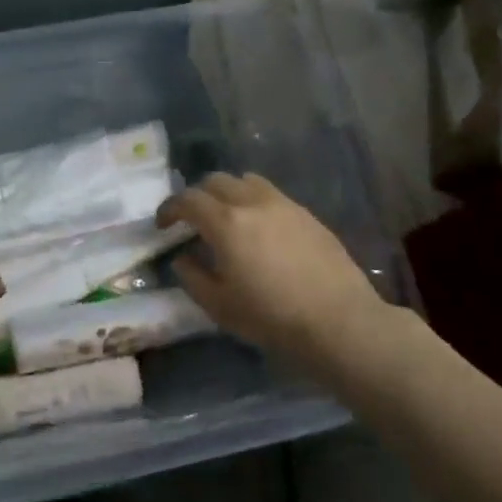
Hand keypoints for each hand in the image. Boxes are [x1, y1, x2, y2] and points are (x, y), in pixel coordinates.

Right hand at [157, 173, 387, 378]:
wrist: (338, 320)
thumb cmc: (272, 318)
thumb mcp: (220, 306)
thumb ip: (193, 277)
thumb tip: (183, 258)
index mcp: (226, 223)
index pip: (188, 200)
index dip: (170, 209)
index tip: (163, 225)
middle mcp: (252, 202)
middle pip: (215, 181)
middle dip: (198, 196)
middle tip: (193, 220)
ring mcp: (283, 204)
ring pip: (245, 180)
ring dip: (228, 192)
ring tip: (228, 217)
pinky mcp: (306, 213)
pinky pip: (271, 193)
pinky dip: (254, 201)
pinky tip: (260, 228)